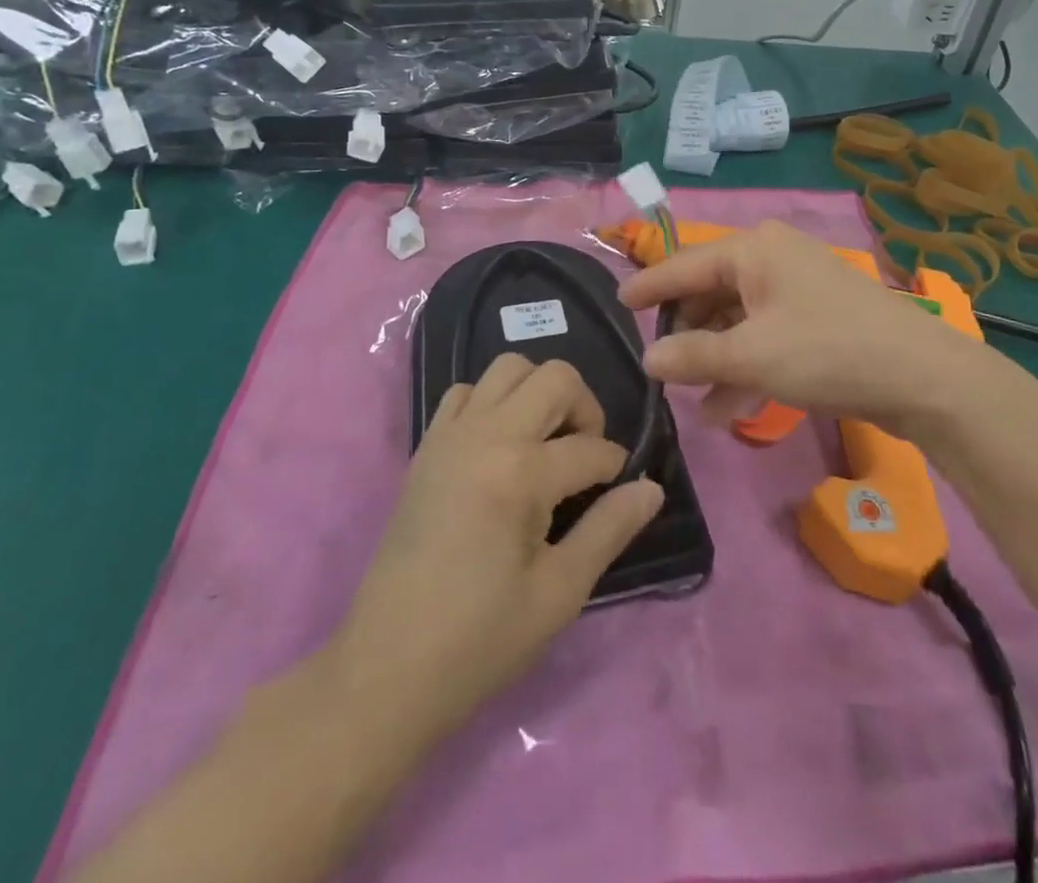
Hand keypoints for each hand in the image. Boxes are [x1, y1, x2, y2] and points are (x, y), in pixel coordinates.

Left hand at [322, 354, 663, 759]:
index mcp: (520, 473)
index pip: (591, 449)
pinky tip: (499, 448)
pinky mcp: (426, 447)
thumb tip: (651, 488)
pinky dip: (491, 402)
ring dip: (539, 393)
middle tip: (585, 458)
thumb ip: (609, 529)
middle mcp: (486, 435)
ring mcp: (450, 435)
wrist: (386, 669)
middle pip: (555, 377)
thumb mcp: (559, 593)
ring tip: (545, 444)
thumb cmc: (480, 639)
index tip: (618, 494)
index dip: (616, 469)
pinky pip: (465, 392)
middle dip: (585, 409)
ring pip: (508, 368)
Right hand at [620, 221, 981, 441]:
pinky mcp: (817, 318)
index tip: (617, 303)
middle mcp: (773, 257)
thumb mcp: (751, 356)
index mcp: (753, 249)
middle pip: (711, 292)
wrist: (922, 377)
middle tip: (660, 366)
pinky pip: (765, 335)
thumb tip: (649, 359)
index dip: (648, 286)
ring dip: (715, 359)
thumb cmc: (827, 351)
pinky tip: (728, 409)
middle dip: (686, 333)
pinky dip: (746, 366)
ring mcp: (798, 287)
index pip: (683, 265)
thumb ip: (693, 356)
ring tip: (691, 401)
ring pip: (738, 319)